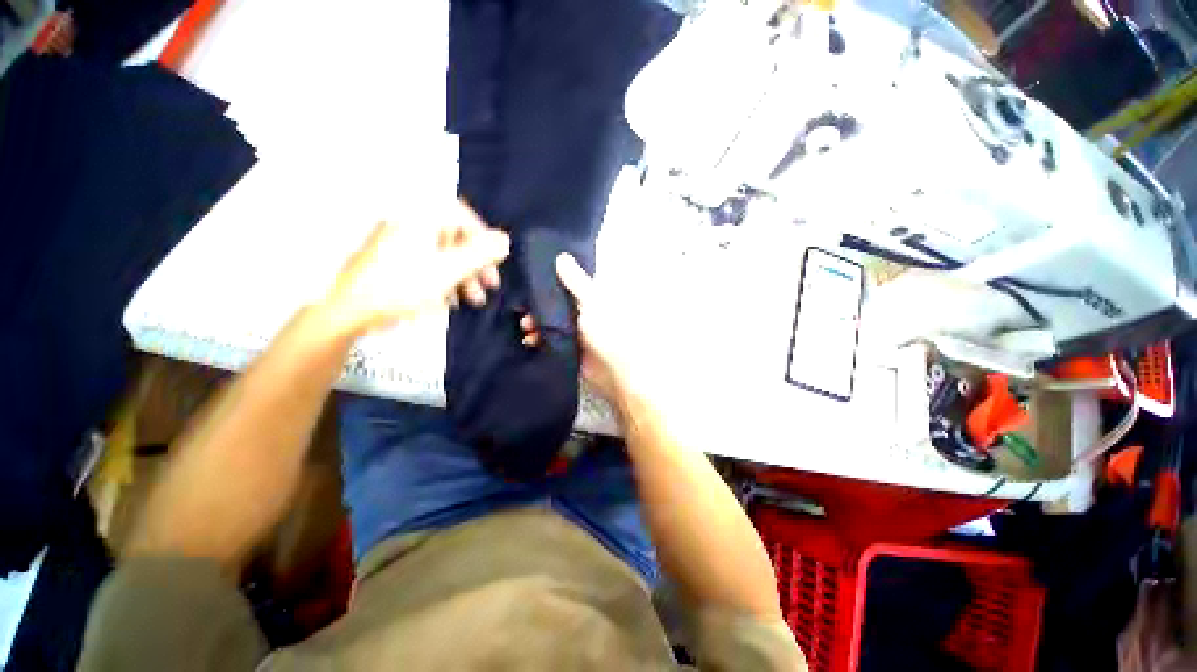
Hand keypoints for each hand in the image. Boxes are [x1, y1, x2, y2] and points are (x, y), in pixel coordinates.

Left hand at [322, 207, 508, 337]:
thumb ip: (480, 253)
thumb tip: (505, 240)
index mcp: (420, 218)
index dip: (484, 238)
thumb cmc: (401, 287)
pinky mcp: (392, 260)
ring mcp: (398, 242)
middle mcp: (409, 224)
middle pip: (455, 237)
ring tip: (473, 301)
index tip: (496, 261)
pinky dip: (443, 280)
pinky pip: (427, 264)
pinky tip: (449, 301)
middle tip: (490, 286)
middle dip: (476, 264)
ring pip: (442, 254)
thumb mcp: (448, 270)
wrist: (349, 311)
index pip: (463, 215)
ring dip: (463, 276)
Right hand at [520, 253, 643, 403]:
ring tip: (525, 327)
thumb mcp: (591, 301)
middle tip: (522, 309)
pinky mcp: (569, 347)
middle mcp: (582, 311)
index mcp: (591, 297)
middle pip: (555, 303)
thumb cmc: (607, 331)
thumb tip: (561, 256)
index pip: (567, 283)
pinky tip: (529, 340)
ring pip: (549, 321)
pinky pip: (549, 339)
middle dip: (537, 306)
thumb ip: (575, 281)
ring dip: (535, 323)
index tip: (529, 280)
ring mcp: (575, 330)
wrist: (614, 371)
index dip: (549, 280)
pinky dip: (538, 339)